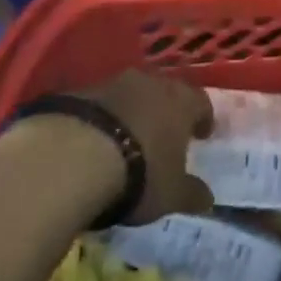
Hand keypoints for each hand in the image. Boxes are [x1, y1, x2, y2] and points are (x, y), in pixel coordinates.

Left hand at [70, 71, 214, 223]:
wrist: (73, 156)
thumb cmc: (139, 173)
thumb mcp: (171, 194)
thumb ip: (191, 193)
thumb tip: (207, 198)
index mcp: (181, 101)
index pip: (201, 102)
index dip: (203, 119)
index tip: (201, 135)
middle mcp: (150, 82)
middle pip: (164, 93)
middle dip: (166, 112)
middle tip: (164, 135)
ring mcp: (111, 83)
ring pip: (129, 95)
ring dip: (131, 112)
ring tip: (126, 138)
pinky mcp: (77, 92)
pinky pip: (97, 104)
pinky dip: (101, 119)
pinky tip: (94, 141)